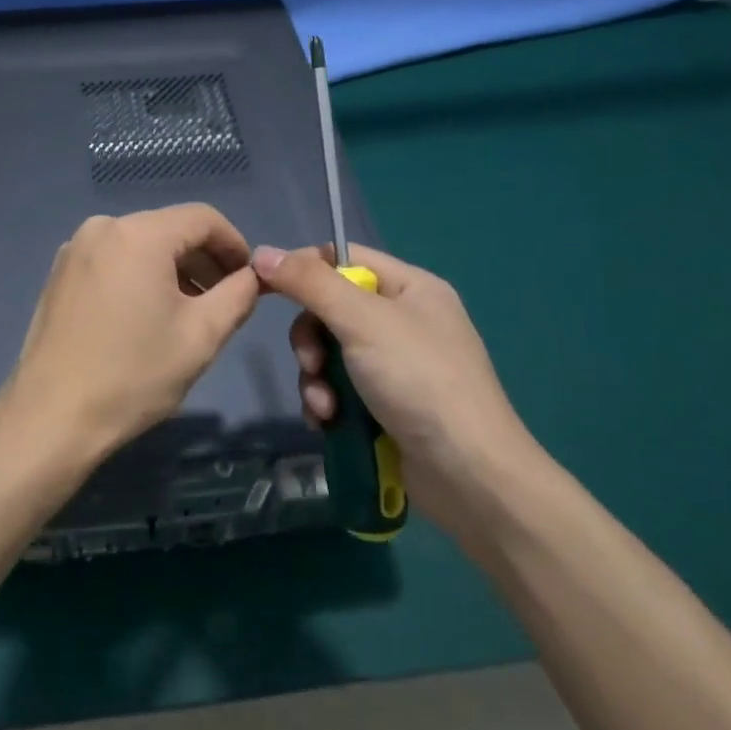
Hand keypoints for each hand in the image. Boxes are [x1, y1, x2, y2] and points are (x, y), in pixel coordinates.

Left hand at [0, 205, 261, 470]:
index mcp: (139, 234)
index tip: (249, 280)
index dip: (234, 244)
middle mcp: (102, 227)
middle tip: (224, 302)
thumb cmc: (133, 375)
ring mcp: (75, 248)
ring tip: (189, 313)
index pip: (203, 218)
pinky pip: (114, 259)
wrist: (51, 416)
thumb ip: (238, 295)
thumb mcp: (201, 336)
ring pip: (141, 244)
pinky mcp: (59, 272)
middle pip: (170, 228)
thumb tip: (251, 276)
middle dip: (203, 260)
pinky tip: (146, 315)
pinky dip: (139, 275)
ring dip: (172, 270)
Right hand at [252, 243, 541, 533]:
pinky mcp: (386, 404)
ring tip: (325, 407)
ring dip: (316, 378)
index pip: (344, 258)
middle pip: (330, 309)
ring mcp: (396, 365)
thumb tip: (261, 253)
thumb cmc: (419, 381)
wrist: (469, 476)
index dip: (304, 269)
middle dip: (311, 340)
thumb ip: (309, 284)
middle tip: (312, 364)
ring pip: (330, 353)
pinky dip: (327, 402)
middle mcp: (404, 320)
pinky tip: (328, 422)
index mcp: (410, 287)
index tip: (268, 288)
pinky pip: (340, 387)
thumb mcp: (362, 321)